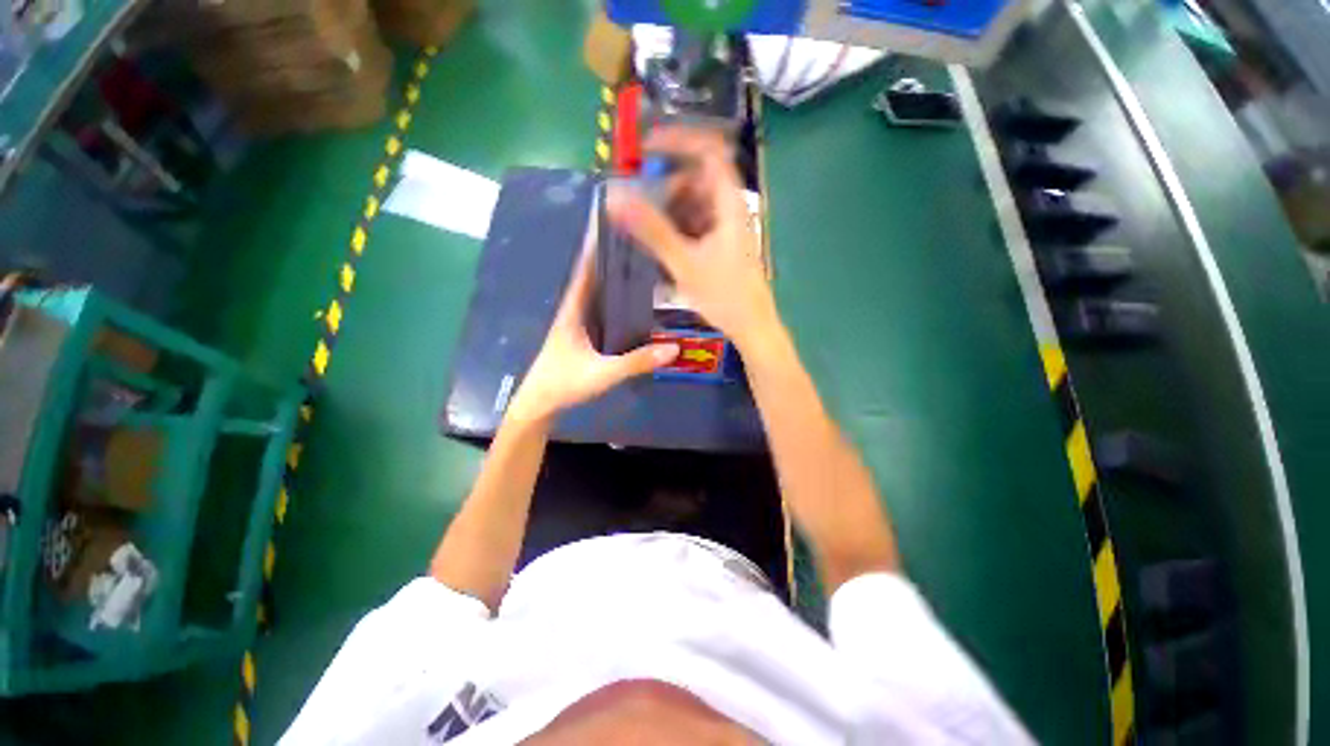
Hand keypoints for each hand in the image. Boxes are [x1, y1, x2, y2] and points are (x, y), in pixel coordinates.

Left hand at [506, 241, 679, 424]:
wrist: (540, 404)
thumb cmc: (564, 383)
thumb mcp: (603, 373)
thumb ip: (638, 362)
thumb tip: (674, 348)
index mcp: (574, 309)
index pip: (585, 269)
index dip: (596, 245)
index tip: (613, 223)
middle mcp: (576, 310)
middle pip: (596, 277)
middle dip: (614, 258)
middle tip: (642, 242)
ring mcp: (579, 324)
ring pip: (600, 294)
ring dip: (616, 279)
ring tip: (643, 266)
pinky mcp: (584, 337)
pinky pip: (603, 312)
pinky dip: (617, 302)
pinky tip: (635, 304)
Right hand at [606, 127, 780, 353]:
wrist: (751, 326)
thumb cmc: (725, 295)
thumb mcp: (685, 263)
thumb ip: (651, 231)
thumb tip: (614, 199)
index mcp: (729, 204)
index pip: (709, 151)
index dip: (679, 141)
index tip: (645, 149)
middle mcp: (730, 209)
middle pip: (697, 180)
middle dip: (666, 187)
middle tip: (638, 204)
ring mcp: (726, 227)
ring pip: (694, 204)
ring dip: (669, 210)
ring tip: (647, 229)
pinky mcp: (721, 244)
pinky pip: (696, 224)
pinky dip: (677, 228)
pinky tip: (663, 246)